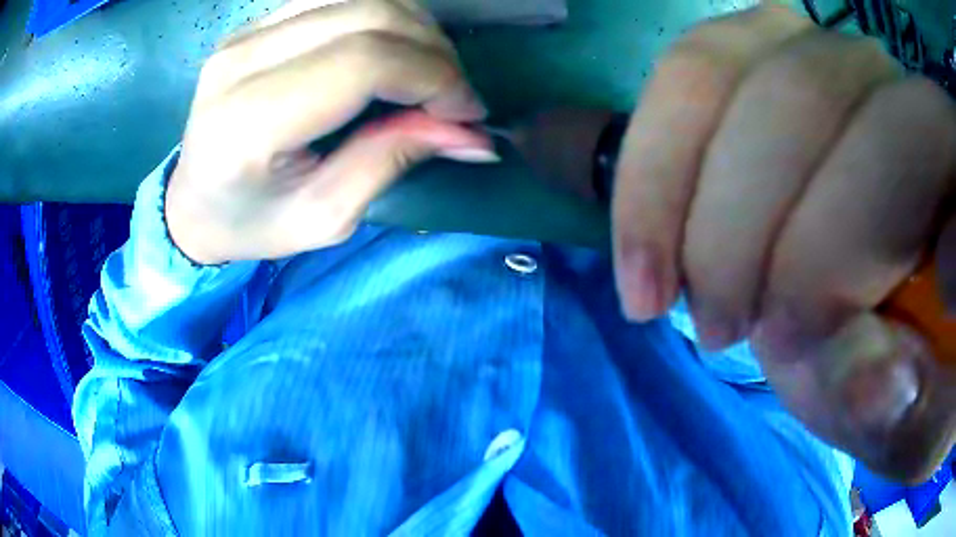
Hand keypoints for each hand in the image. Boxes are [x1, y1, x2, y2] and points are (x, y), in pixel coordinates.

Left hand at [166, 0, 495, 264]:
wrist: (193, 204)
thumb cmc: (251, 223)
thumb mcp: (324, 217)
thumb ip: (393, 159)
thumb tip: (473, 133)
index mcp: (248, 121)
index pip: (362, 62)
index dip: (432, 76)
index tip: (467, 112)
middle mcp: (242, 60)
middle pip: (368, 15)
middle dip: (433, 51)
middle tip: (454, 95)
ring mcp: (246, 33)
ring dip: (414, 28)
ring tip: (428, 72)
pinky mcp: (256, 23)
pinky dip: (383, 17)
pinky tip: (392, 50)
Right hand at [613, 4, 955, 481]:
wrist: (882, 308)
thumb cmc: (912, 365)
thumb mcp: (910, 414)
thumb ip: (900, 406)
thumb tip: (878, 383)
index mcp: (949, 157)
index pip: (894, 147)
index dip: (833, 243)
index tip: (782, 346)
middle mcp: (888, 75)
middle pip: (795, 89)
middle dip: (739, 224)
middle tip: (716, 329)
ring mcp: (817, 51)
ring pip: (717, 62)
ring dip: (671, 182)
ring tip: (657, 286)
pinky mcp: (765, 57)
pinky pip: (691, 72)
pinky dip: (654, 156)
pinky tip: (651, 238)